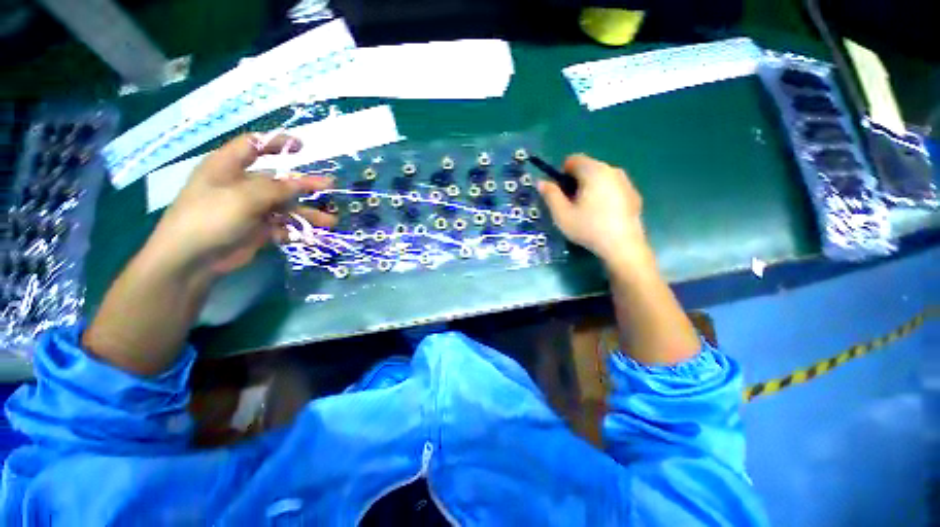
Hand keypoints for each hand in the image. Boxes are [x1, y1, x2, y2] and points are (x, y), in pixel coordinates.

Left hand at [148, 133, 336, 275]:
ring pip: (286, 207)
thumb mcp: (244, 197)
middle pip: (279, 180)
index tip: (302, 146)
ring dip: (308, 213)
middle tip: (330, 187)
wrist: (192, 260)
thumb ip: (277, 188)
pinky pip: (284, 226)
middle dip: (305, 185)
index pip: (253, 145)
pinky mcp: (259, 230)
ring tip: (331, 222)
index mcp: (228, 167)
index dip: (276, 142)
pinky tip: (313, 235)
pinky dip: (299, 230)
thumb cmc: (211, 218)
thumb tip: (304, 182)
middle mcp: (241, 186)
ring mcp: (251, 209)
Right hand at [537, 154, 646, 265]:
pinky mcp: (633, 194)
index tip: (560, 193)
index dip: (562, 174)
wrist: (623, 246)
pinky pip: (612, 187)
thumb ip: (550, 195)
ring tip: (586, 211)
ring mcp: (625, 182)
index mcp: (594, 171)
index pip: (573, 159)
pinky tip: (602, 215)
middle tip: (571, 205)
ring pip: (600, 178)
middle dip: (575, 182)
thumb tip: (541, 182)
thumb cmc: (588, 228)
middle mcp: (612, 170)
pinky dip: (603, 195)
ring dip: (589, 188)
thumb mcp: (562, 214)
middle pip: (587, 167)